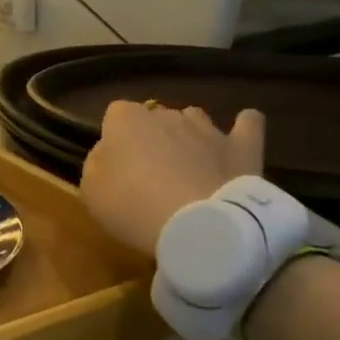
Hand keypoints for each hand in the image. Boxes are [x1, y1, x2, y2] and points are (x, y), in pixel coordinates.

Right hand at [81, 101, 264, 257]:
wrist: (198, 225)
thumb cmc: (133, 207)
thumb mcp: (91, 191)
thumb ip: (97, 164)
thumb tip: (109, 154)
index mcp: (127, 120)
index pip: (115, 113)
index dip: (115, 137)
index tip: (116, 164)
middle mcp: (167, 115)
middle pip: (156, 118)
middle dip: (152, 138)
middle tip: (149, 174)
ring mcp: (208, 128)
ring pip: (194, 118)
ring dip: (188, 135)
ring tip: (187, 164)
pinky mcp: (242, 146)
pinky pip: (248, 124)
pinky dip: (243, 127)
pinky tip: (241, 133)